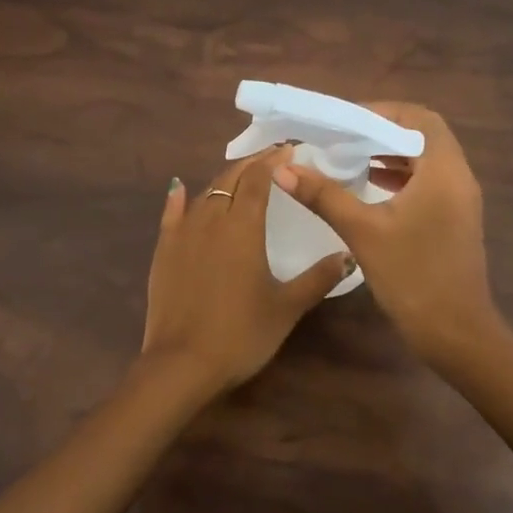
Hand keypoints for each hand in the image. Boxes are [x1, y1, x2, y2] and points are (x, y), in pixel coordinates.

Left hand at [141, 147, 353, 396]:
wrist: (181, 363)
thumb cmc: (241, 334)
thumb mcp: (286, 307)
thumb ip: (317, 278)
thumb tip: (348, 255)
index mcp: (243, 226)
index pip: (259, 178)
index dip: (274, 160)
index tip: (290, 149)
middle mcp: (211, 219)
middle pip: (231, 178)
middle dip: (252, 163)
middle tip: (272, 157)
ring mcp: (183, 233)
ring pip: (205, 193)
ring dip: (224, 180)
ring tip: (241, 176)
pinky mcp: (164, 251)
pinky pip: (171, 213)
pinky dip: (179, 197)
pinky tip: (180, 187)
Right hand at [271, 102, 501, 371]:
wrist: (456, 334)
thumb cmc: (412, 276)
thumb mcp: (363, 231)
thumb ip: (324, 195)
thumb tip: (284, 168)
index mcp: (444, 170)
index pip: (418, 118)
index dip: (382, 112)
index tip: (345, 120)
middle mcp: (458, 178)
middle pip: (423, 136)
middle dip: (382, 131)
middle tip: (342, 136)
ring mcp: (459, 201)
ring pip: (425, 160)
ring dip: (390, 154)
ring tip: (349, 157)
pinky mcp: (454, 220)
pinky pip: (427, 183)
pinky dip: (400, 177)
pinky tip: (369, 187)